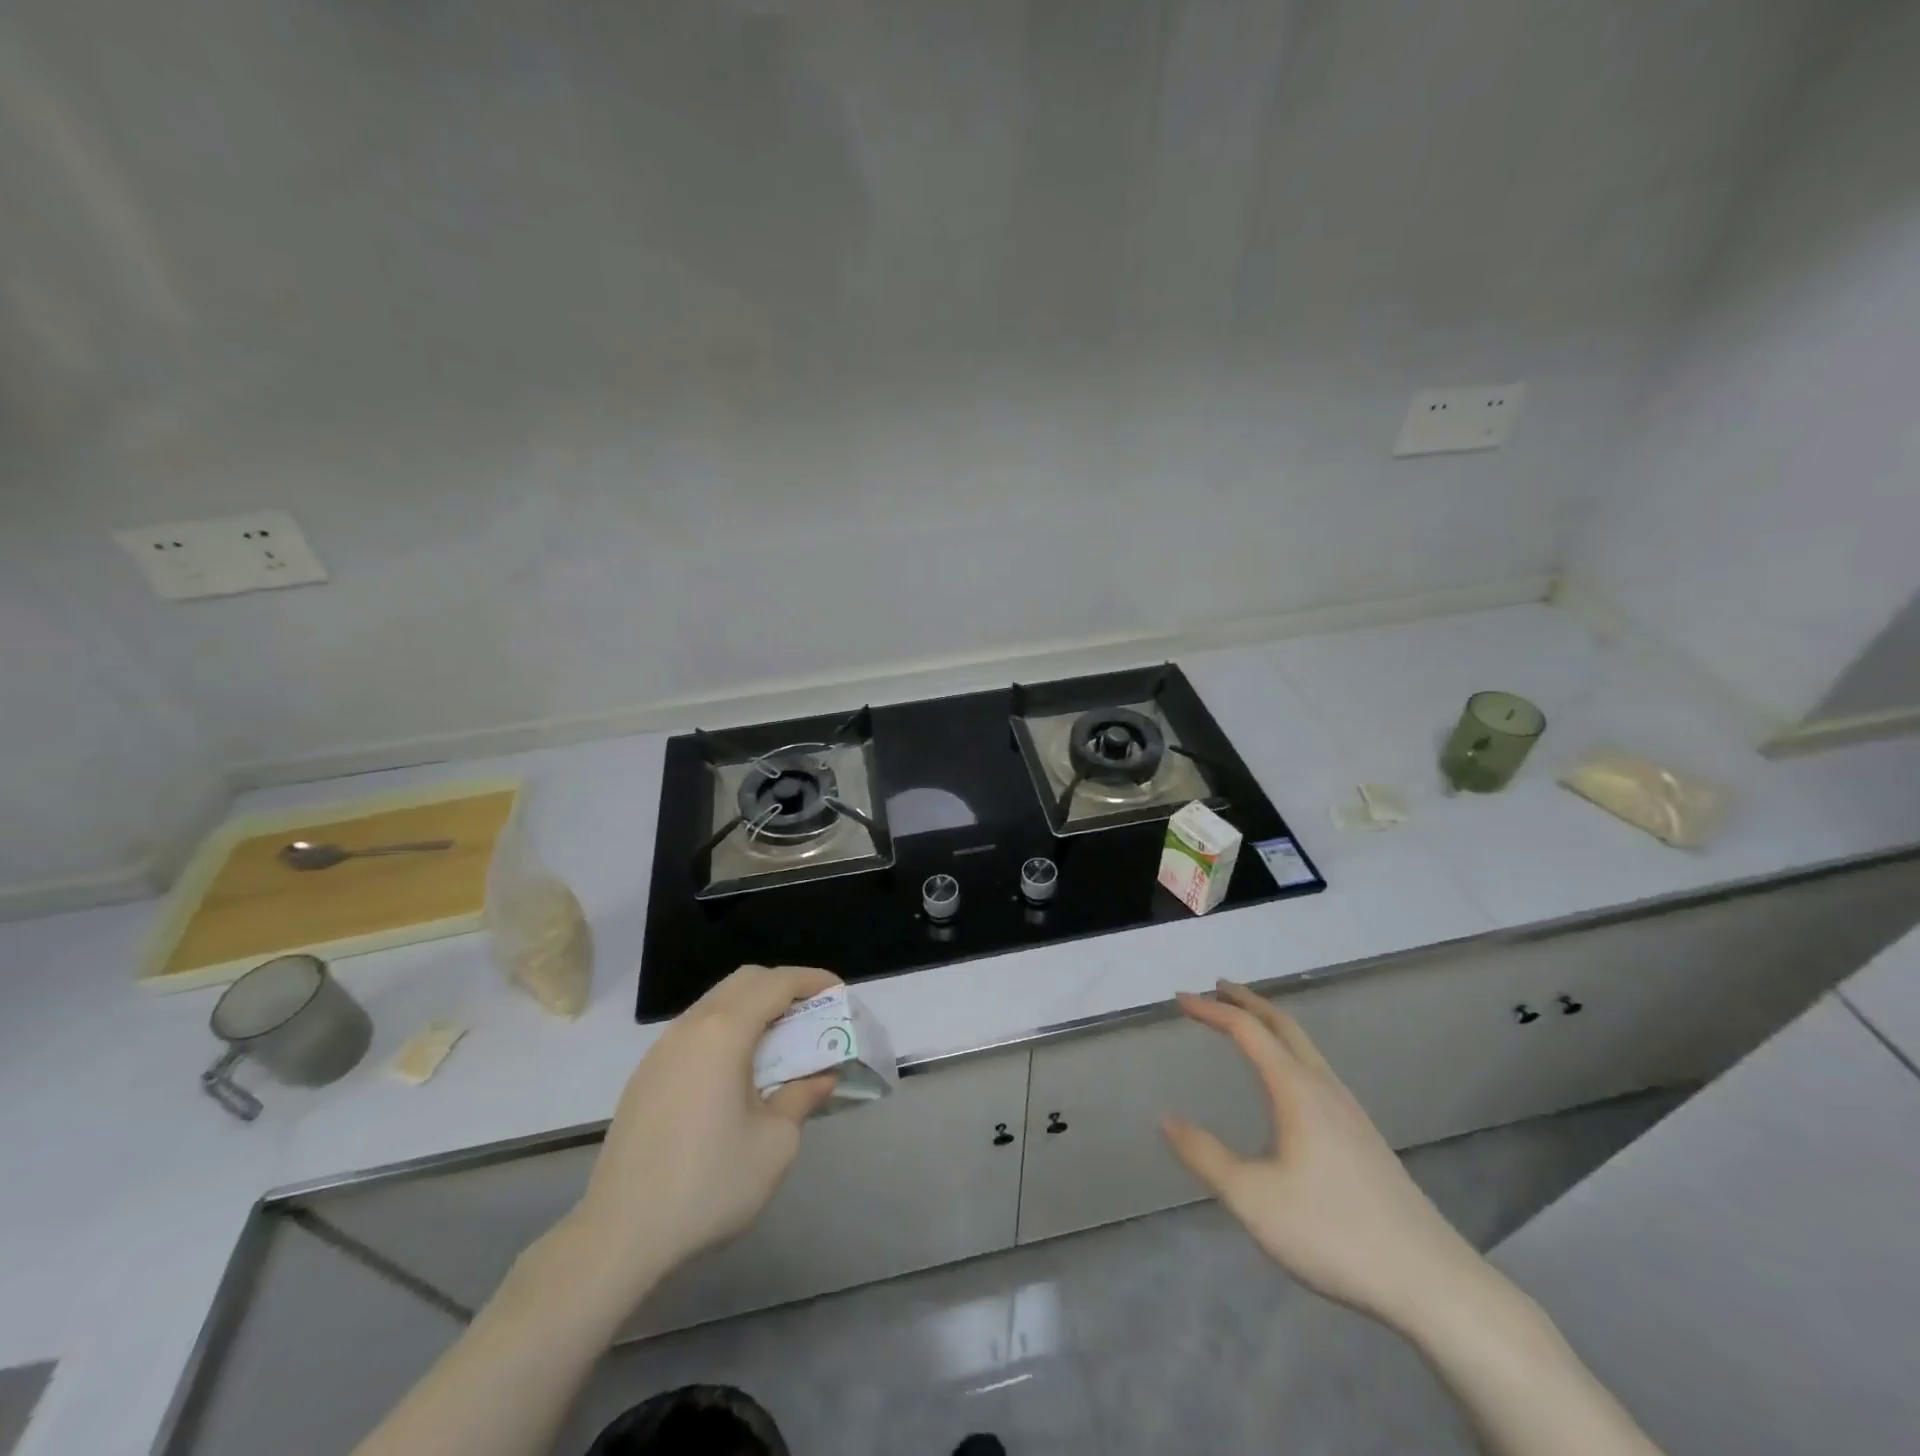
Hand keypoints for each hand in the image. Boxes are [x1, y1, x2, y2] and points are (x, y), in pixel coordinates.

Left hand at [569, 964, 841, 1299]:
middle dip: (783, 986)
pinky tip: (738, 1069)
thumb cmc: (709, 1184)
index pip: (777, 984)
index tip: (839, 991)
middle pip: (744, 981)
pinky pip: (696, 1029)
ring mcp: (662, 1049)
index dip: (812, 980)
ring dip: (753, 1007)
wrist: (620, 1235)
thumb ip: (801, 1097)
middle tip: (812, 1012)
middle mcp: (691, 1027)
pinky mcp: (646, 1075)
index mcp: (724, 1033)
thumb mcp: (774, 1144)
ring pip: (716, 1002)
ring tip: (781, 1039)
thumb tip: (821, 1077)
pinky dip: (727, 1028)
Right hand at [1160, 980, 1491, 1332]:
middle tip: (1216, 988)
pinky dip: (1289, 1052)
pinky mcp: (1364, 1138)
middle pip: (1284, 1026)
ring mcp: (1351, 1112)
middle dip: (1247, 1001)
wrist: (1430, 1283)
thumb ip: (1205, 1155)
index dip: (1211, 1010)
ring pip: (1306, 1048)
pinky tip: (1288, 1085)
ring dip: (1271, 1026)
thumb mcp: (1251, 1198)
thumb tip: (1166, 1119)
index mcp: (1296, 1090)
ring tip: (1247, 1026)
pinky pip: (1317, 1071)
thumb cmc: (1332, 1232)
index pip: (1247, 1030)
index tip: (1180, 999)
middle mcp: (1324, 1088)